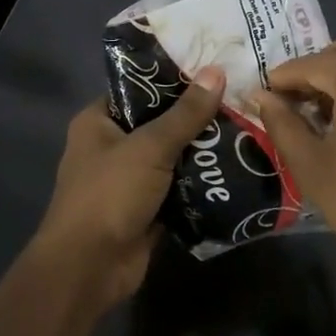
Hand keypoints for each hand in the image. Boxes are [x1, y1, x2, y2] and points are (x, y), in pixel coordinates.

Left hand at [32, 66, 225, 306]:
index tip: (213, 69)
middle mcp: (111, 146)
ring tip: (246, 129)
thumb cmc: (110, 194)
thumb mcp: (149, 147)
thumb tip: (217, 71)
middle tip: (239, 99)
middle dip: (196, 116)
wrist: (90, 267)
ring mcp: (129, 180)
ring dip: (202, 151)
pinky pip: (179, 188)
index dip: (173, 78)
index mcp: (98, 121)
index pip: (138, 88)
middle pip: (159, 123)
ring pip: (172, 157)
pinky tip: (237, 169)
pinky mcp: (147, 209)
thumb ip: (185, 114)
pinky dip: (201, 183)